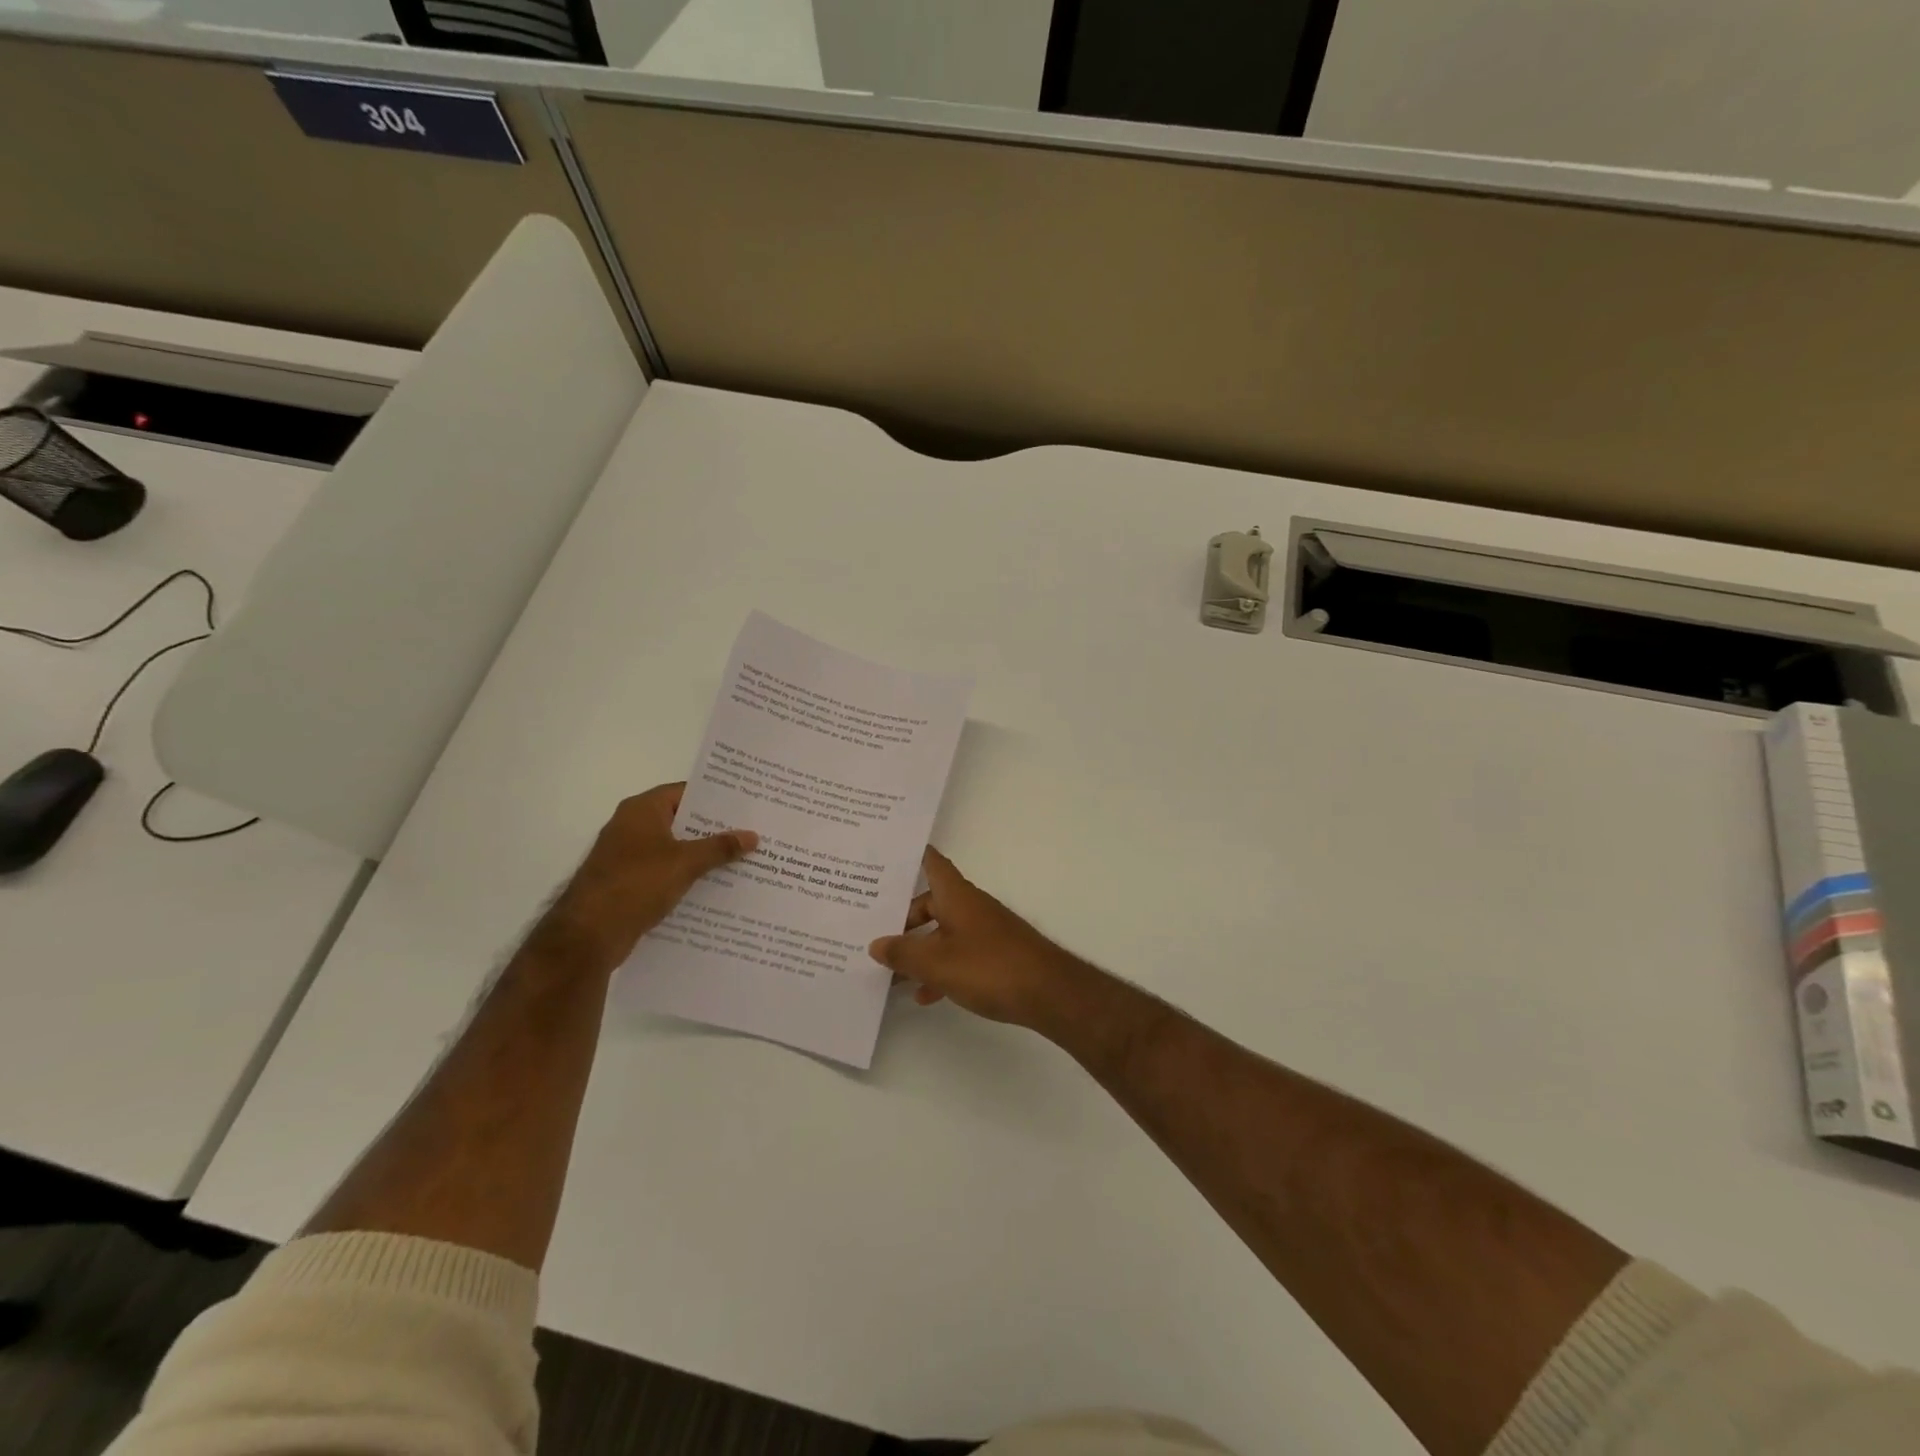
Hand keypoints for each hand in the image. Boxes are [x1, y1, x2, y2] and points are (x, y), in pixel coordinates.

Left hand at [539, 784, 756, 972]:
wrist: (588, 934)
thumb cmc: (636, 884)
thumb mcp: (685, 862)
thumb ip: (720, 847)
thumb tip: (752, 835)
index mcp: (642, 810)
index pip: (685, 792)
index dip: (716, 797)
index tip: (746, 804)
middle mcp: (632, 826)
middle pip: (681, 820)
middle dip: (714, 828)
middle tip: (752, 831)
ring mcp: (627, 856)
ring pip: (674, 848)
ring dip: (702, 855)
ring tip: (742, 859)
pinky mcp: (627, 882)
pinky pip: (665, 871)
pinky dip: (686, 876)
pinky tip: (714, 887)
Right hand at [868, 848, 1090, 1031]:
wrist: (1049, 993)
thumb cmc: (990, 967)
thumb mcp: (937, 963)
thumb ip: (903, 953)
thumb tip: (875, 944)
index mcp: (957, 896)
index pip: (931, 863)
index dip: (910, 856)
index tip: (885, 856)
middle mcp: (970, 906)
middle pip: (931, 902)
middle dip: (902, 919)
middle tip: (873, 933)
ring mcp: (985, 930)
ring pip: (942, 932)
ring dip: (919, 950)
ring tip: (892, 974)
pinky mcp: (996, 955)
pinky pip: (958, 954)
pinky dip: (940, 969)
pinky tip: (927, 994)